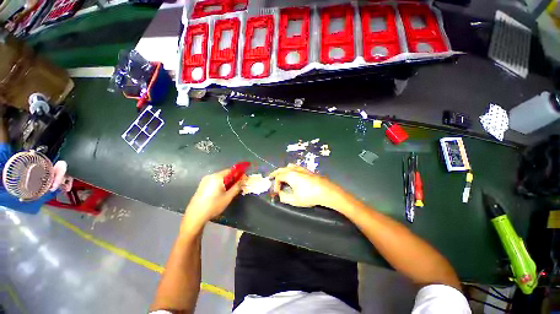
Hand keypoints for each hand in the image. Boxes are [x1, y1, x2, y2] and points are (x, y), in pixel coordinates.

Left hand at [183, 169, 244, 231]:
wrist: (195, 215)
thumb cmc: (213, 205)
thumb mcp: (228, 197)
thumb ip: (237, 187)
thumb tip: (243, 179)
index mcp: (217, 177)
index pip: (231, 170)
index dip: (239, 173)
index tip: (244, 178)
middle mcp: (211, 176)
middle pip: (225, 174)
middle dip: (233, 178)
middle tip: (239, 185)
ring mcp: (205, 180)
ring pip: (220, 178)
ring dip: (227, 181)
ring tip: (231, 190)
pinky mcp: (202, 185)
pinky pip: (215, 181)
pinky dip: (221, 184)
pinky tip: (222, 192)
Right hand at [268, 164, 343, 207]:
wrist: (326, 191)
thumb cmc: (309, 196)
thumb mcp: (294, 200)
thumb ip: (284, 197)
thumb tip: (280, 194)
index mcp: (289, 175)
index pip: (278, 177)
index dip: (275, 184)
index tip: (277, 192)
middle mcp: (294, 170)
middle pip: (282, 169)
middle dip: (275, 173)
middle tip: (271, 177)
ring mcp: (301, 169)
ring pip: (289, 166)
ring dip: (283, 170)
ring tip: (281, 175)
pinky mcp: (307, 170)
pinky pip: (295, 167)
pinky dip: (290, 169)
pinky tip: (292, 173)